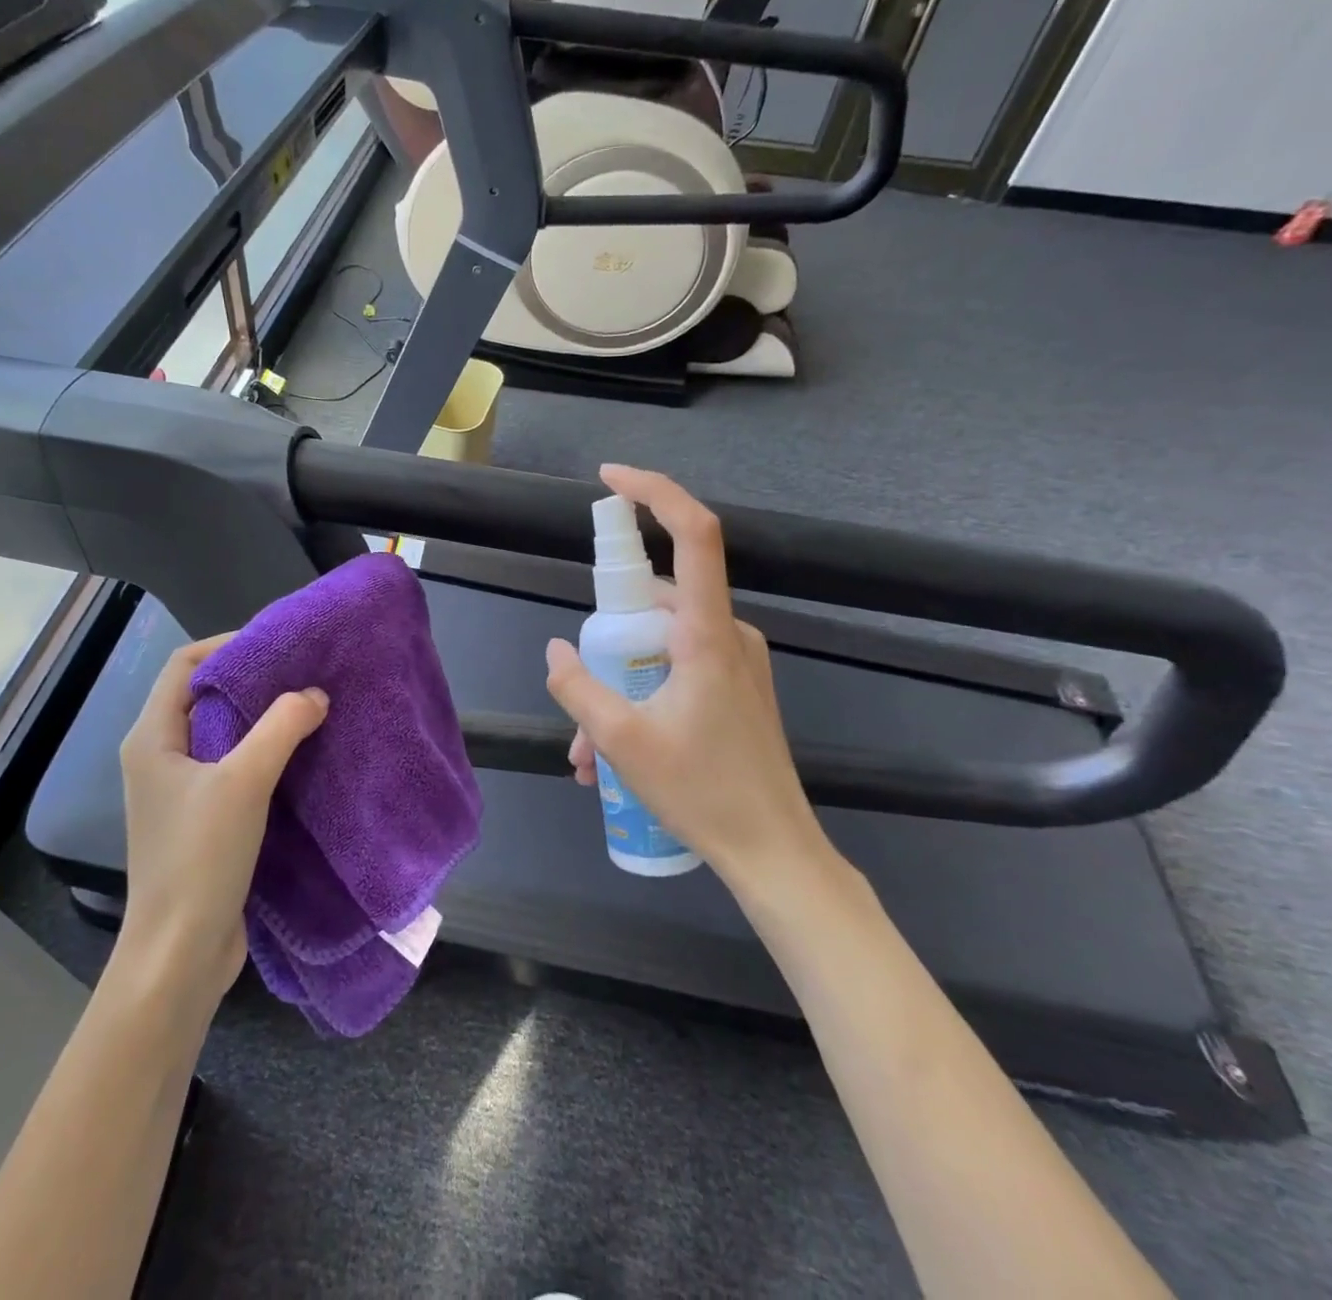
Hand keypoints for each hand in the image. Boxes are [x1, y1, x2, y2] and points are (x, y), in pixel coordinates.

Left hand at [115, 634, 328, 1007]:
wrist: (181, 953)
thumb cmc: (200, 858)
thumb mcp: (243, 782)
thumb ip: (281, 728)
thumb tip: (315, 694)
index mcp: (152, 737)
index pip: (185, 665)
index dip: (228, 645)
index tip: (279, 645)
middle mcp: (159, 756)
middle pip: (204, 696)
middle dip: (253, 680)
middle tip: (304, 673)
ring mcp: (179, 790)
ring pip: (222, 733)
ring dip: (261, 718)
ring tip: (310, 707)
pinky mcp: (201, 818)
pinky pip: (232, 766)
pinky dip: (263, 752)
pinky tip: (300, 755)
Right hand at [545, 465, 836, 887]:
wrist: (774, 853)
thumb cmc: (702, 792)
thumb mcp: (622, 741)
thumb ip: (578, 688)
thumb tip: (556, 652)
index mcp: (709, 634)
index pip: (694, 533)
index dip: (654, 492)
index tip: (609, 479)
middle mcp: (729, 634)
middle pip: (657, 603)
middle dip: (606, 644)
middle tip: (579, 705)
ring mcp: (736, 662)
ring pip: (660, 647)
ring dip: (618, 685)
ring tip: (590, 754)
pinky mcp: (736, 687)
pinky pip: (677, 671)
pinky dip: (641, 696)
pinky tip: (615, 755)